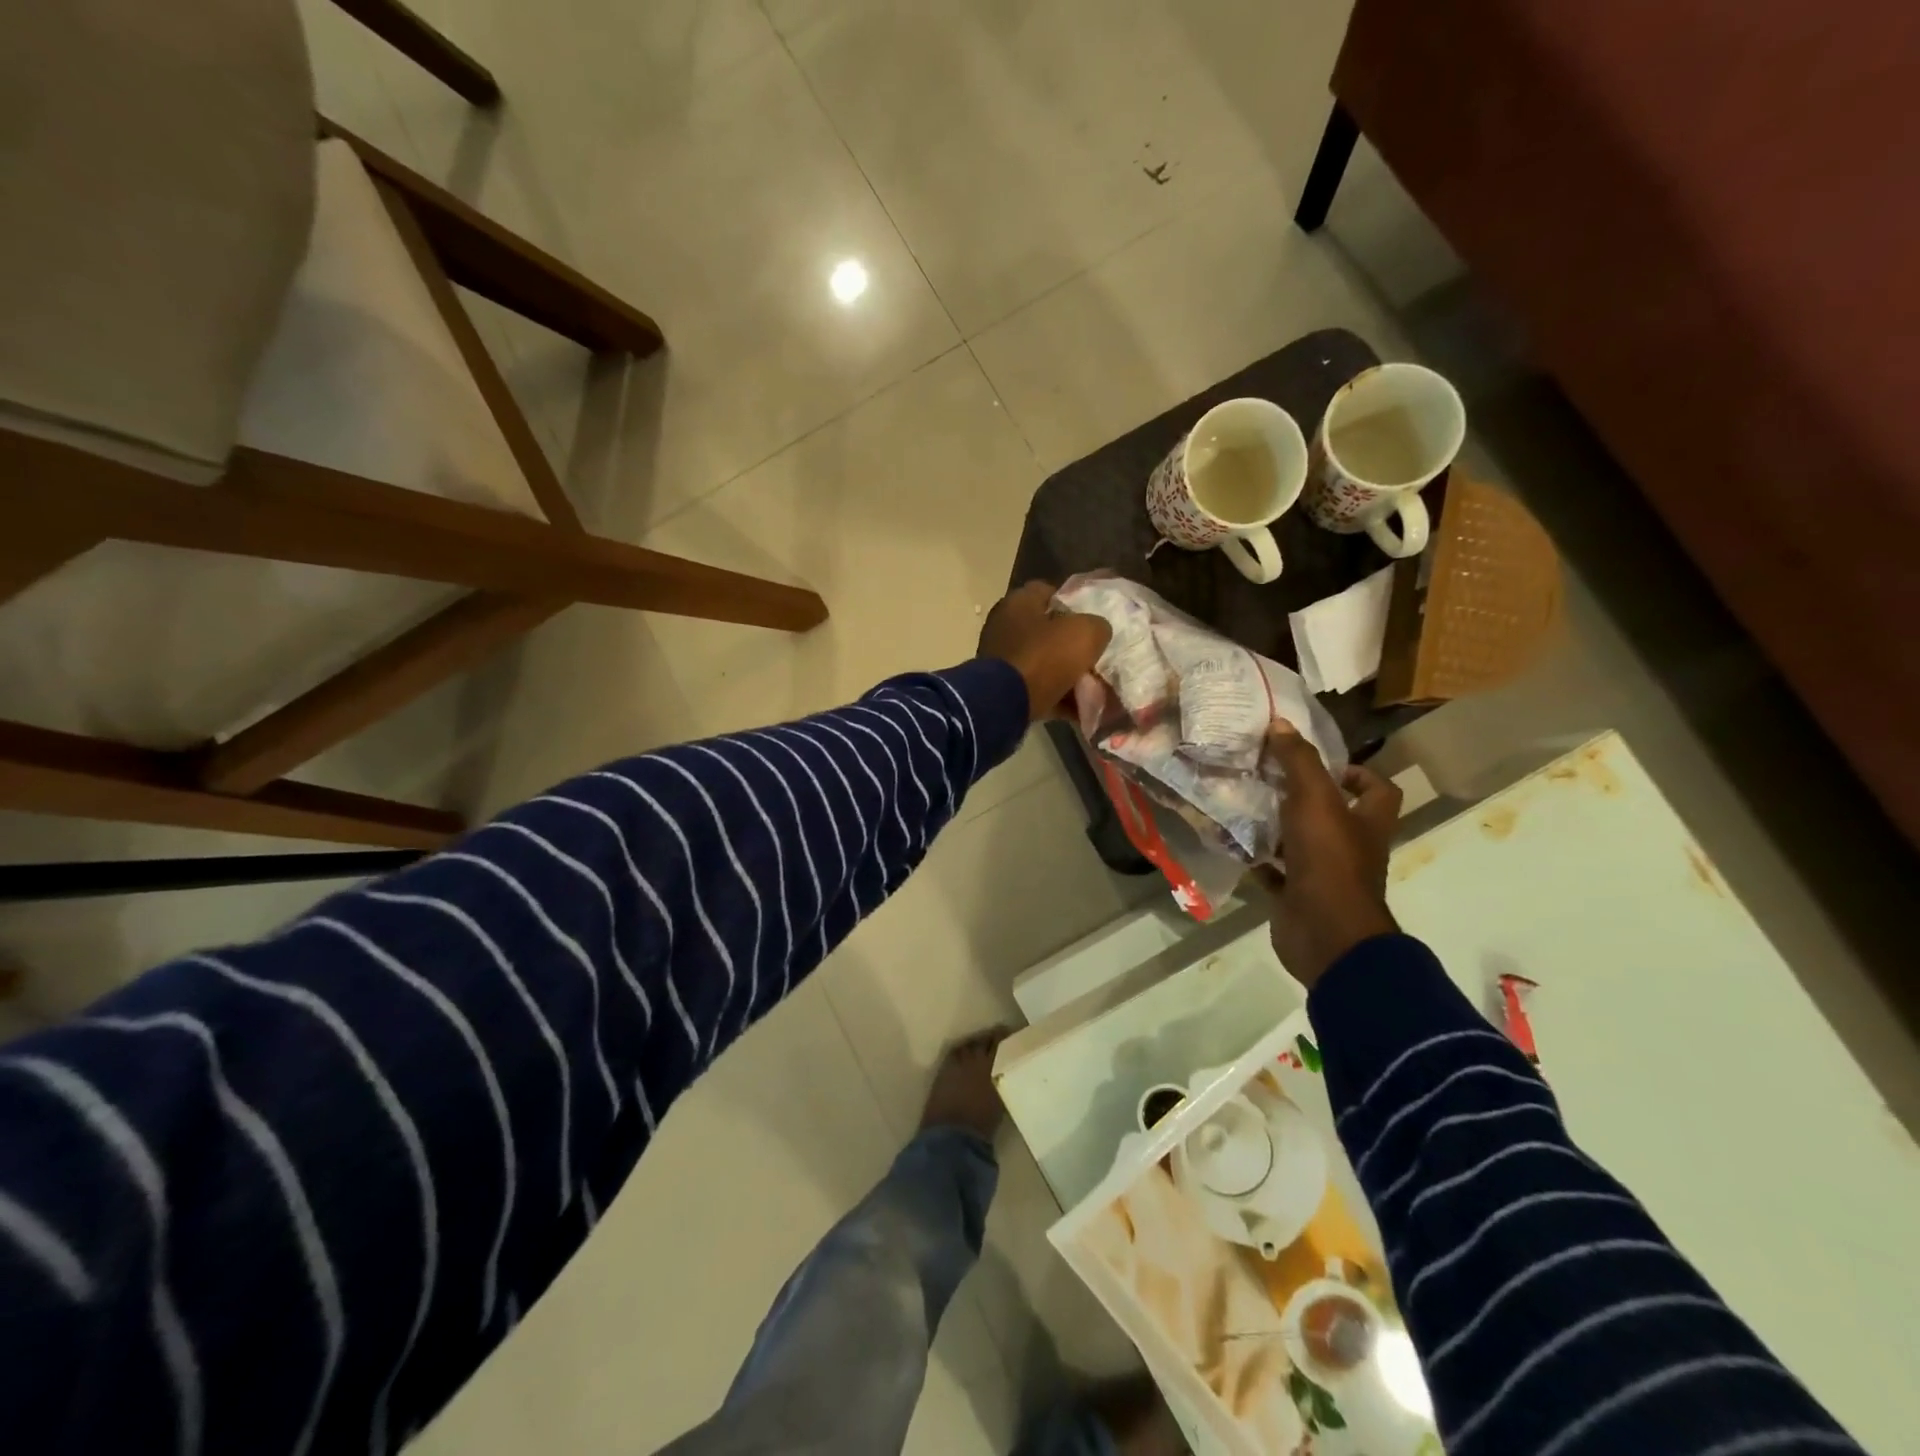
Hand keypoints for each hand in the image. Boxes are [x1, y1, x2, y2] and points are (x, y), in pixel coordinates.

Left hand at [977, 581, 1112, 721]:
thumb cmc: (1044, 657)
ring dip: (1066, 674)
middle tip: (1095, 656)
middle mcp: (1004, 626)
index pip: (1049, 592)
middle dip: (1072, 645)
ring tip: (1092, 687)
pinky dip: (1056, 697)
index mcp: (1018, 603)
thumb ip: (1097, 626)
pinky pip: (1036, 688)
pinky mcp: (1001, 688)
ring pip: (1043, 662)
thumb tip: (1096, 633)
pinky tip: (1079, 708)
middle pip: (1047, 631)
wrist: (1006, 703)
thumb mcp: (1085, 633)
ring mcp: (1001, 659)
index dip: (1074, 603)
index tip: (1093, 620)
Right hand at [1254, 724, 1401, 988]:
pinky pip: (1277, 872)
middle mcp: (1351, 848)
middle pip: (1336, 816)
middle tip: (1269, 778)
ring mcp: (1325, 875)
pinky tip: (1235, 843)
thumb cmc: (1328, 860)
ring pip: (1302, 844)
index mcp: (1367, 823)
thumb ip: (1298, 761)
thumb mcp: (1314, 800)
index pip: (1378, 791)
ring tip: (1245, 803)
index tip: (1323, 765)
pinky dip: (1259, 860)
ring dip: (1278, 827)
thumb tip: (1281, 723)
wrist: (1324, 932)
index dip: (1358, 774)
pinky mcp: (1299, 896)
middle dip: (1305, 797)